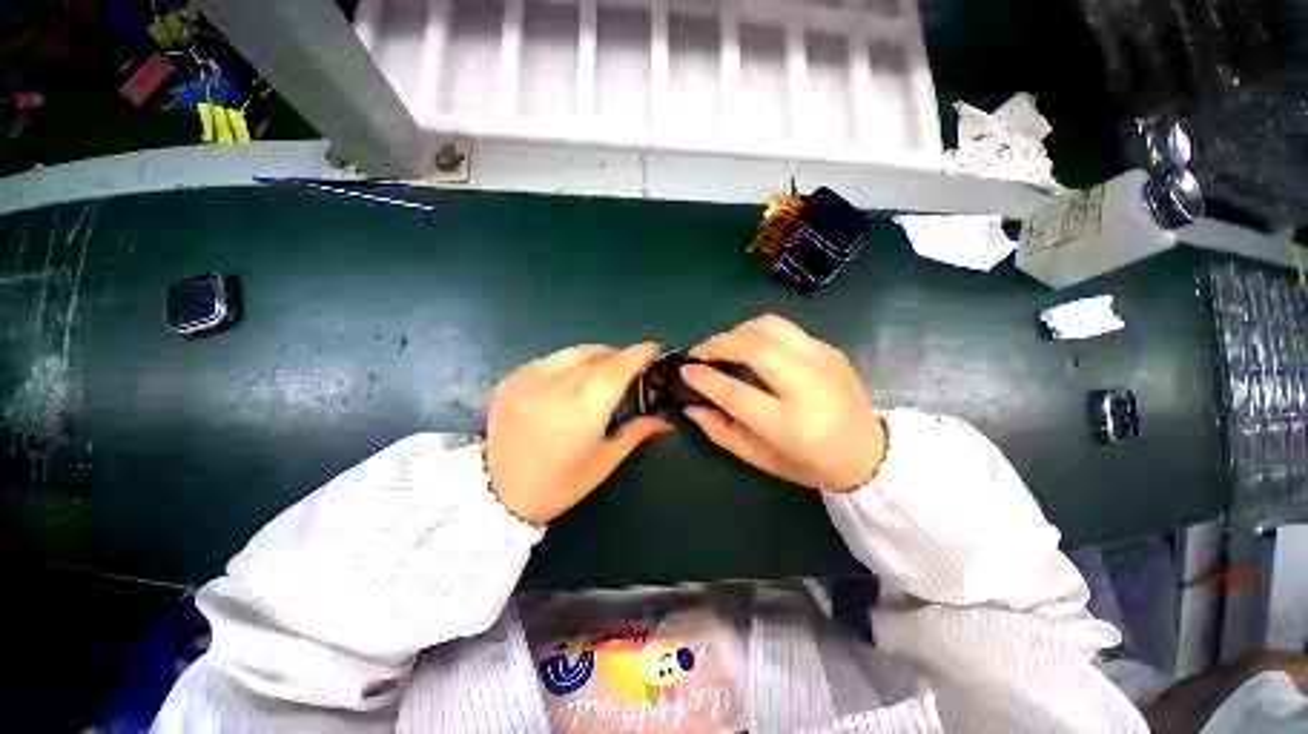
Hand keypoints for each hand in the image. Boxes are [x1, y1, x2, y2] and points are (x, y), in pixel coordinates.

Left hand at [486, 343, 669, 524]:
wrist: (499, 493)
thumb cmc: (560, 483)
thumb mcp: (604, 461)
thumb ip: (636, 432)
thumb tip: (665, 420)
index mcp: (582, 412)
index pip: (616, 369)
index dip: (638, 353)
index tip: (654, 347)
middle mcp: (555, 389)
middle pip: (597, 357)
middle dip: (620, 355)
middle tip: (632, 363)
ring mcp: (529, 380)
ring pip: (573, 352)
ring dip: (596, 354)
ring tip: (607, 364)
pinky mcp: (511, 379)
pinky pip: (550, 359)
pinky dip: (570, 361)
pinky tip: (574, 374)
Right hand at [681, 314, 884, 491]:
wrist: (868, 452)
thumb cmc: (809, 463)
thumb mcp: (759, 458)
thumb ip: (720, 430)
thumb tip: (690, 405)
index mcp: (790, 426)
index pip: (735, 392)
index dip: (704, 378)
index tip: (686, 371)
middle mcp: (809, 387)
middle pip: (753, 347)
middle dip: (717, 344)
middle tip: (701, 354)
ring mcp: (823, 362)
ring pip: (769, 326)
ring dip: (737, 331)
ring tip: (725, 347)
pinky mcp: (830, 349)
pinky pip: (785, 329)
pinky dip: (758, 333)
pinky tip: (752, 349)